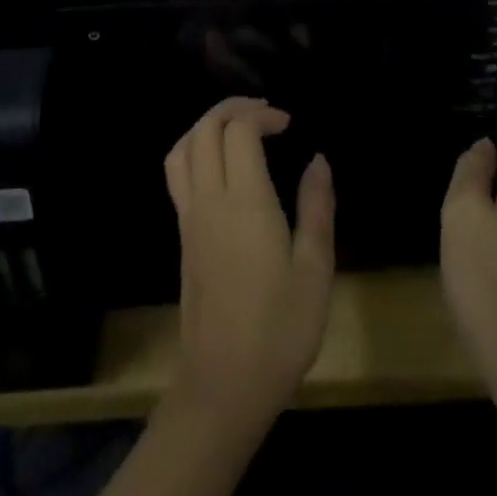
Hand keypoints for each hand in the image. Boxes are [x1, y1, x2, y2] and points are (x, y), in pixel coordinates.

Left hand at [163, 97, 334, 429]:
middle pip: (205, 129)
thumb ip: (317, 208)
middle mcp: (209, 200)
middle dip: (233, 108)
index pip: (239, 131)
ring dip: (208, 125)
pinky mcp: (183, 236)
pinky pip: (177, 173)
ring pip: (182, 148)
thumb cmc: (279, 330)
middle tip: (266, 114)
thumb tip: (318, 159)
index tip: (289, 124)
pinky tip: (219, 165)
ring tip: (238, 127)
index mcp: (244, 202)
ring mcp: (190, 218)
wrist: (223, 387)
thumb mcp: (315, 270)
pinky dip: (194, 149)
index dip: (263, 116)